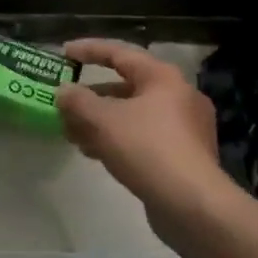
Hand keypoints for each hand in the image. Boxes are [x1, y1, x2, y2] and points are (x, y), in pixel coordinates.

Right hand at [56, 40, 231, 219]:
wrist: (194, 207)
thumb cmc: (147, 149)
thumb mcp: (104, 121)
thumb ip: (78, 102)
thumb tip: (63, 92)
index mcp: (162, 77)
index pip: (119, 53)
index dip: (89, 50)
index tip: (64, 54)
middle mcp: (178, 96)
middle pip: (126, 87)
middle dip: (92, 96)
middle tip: (65, 104)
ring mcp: (185, 128)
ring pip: (133, 115)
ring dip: (101, 121)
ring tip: (72, 134)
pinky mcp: (184, 157)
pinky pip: (143, 137)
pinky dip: (118, 139)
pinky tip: (95, 154)